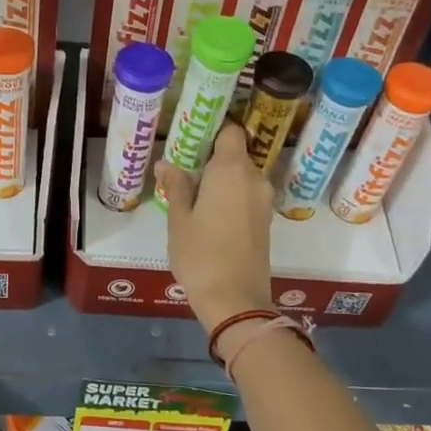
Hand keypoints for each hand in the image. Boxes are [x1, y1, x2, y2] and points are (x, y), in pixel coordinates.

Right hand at [157, 122, 274, 332]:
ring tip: (192, 193)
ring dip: (220, 179)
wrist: (235, 299)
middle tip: (183, 168)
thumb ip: (176, 186)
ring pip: (241, 176)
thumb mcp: (179, 219)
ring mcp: (263, 201)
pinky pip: (246, 195)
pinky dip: (230, 196)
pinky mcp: (265, 221)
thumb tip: (166, 164)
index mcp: (232, 170)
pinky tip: (208, 212)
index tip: (190, 137)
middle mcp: (254, 179)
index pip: (231, 131)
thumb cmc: (201, 254)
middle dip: (211, 157)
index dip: (212, 130)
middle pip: (236, 154)